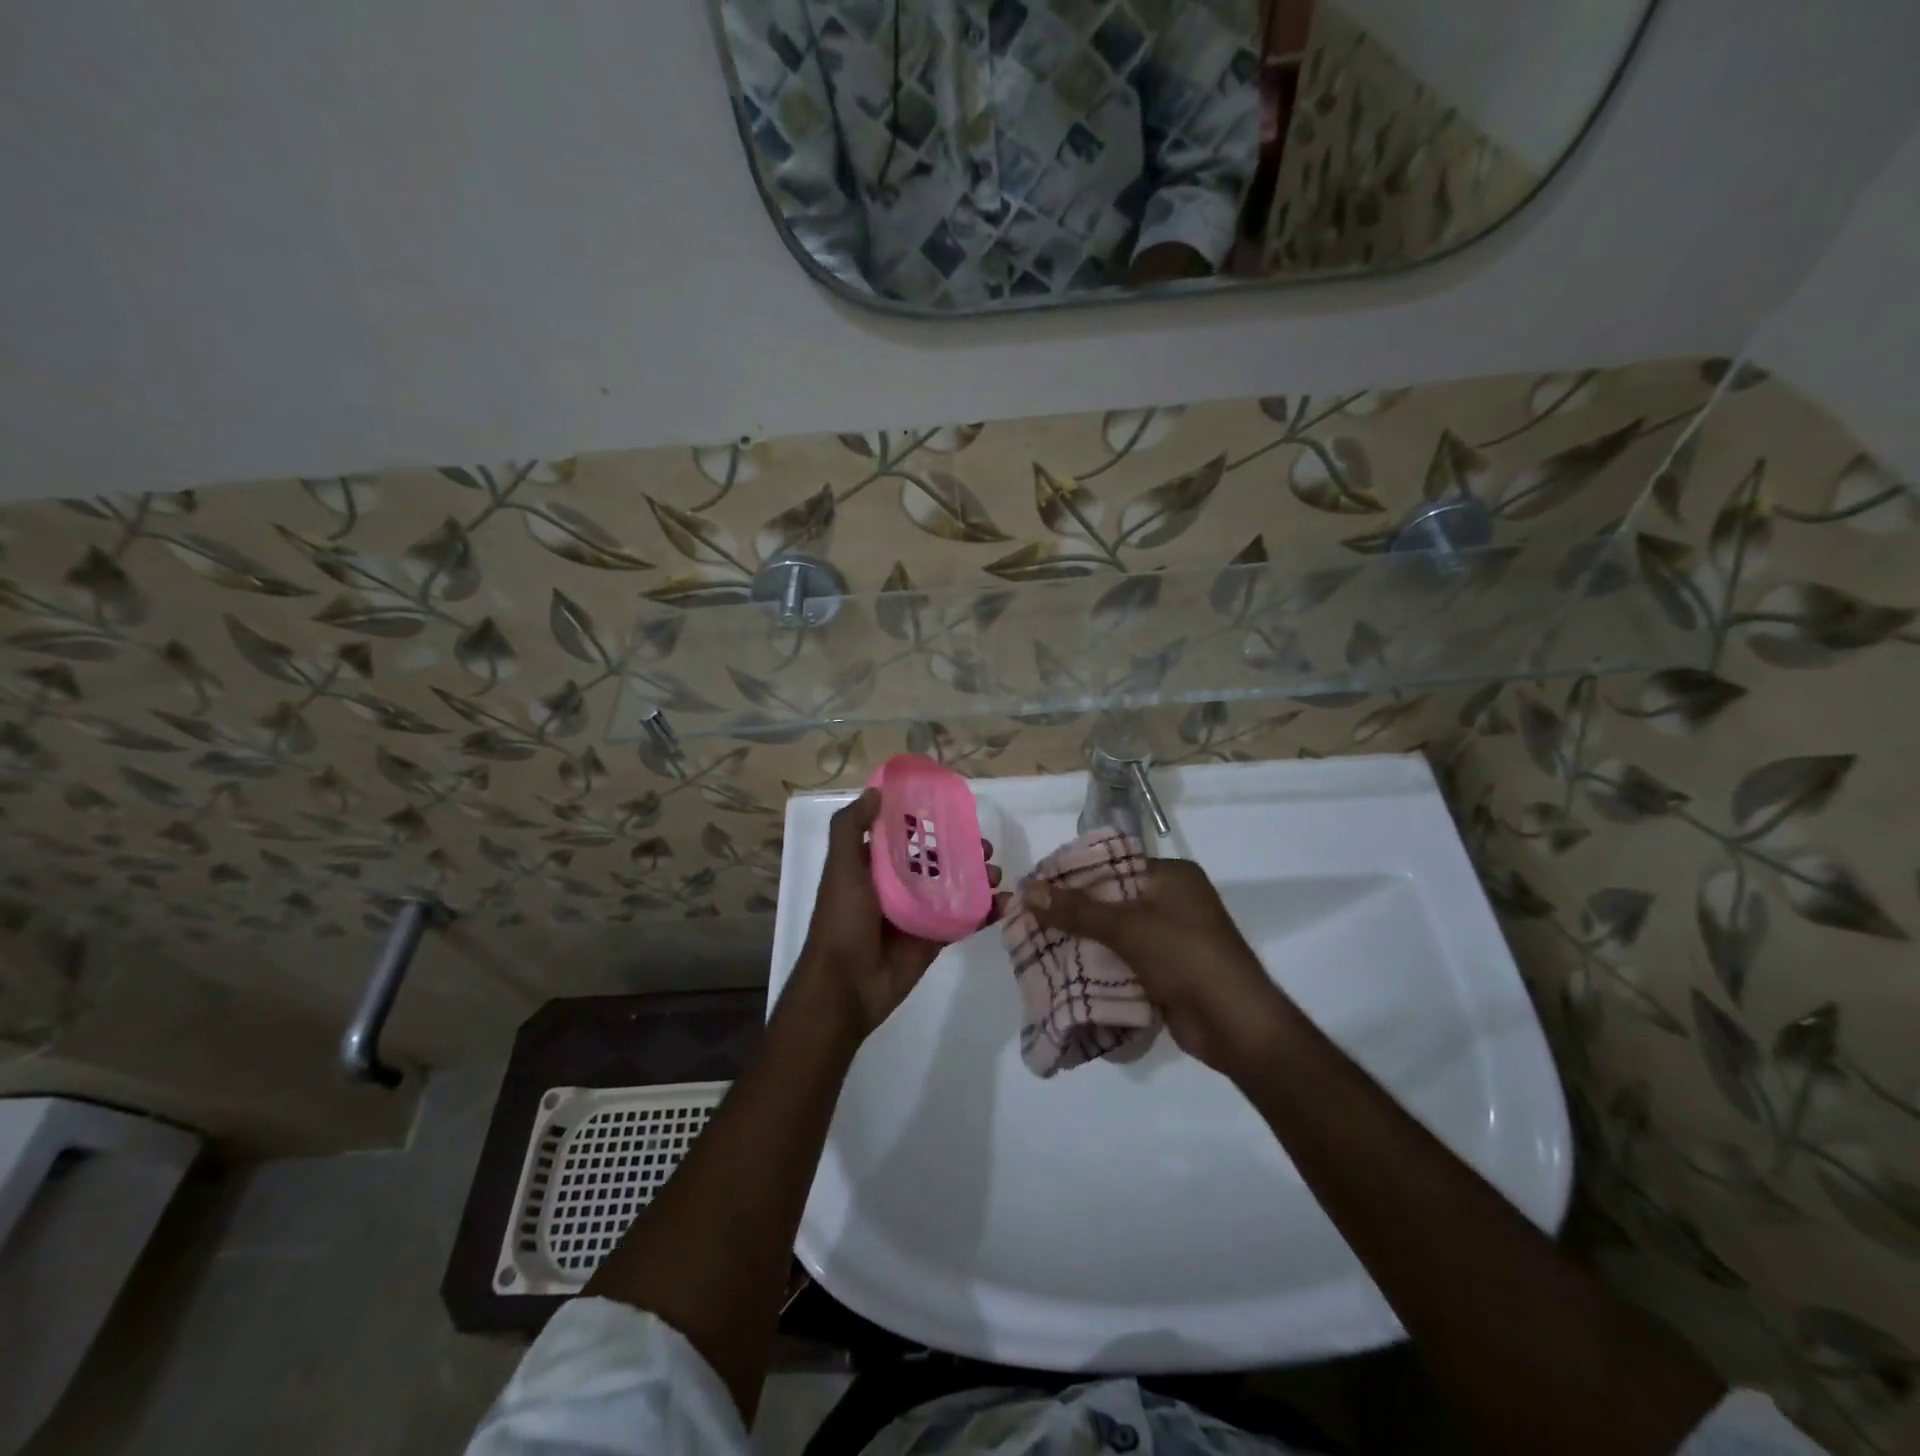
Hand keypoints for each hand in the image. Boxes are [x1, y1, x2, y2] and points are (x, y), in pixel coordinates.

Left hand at [793, 788, 1004, 1041]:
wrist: (846, 985)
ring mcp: (919, 911)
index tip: (955, 809)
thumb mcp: (840, 869)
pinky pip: (965, 919)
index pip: (904, 834)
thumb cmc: (842, 920)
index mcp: (873, 865)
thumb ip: (850, 829)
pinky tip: (1004, 903)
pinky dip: (986, 911)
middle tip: (986, 845)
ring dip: (979, 877)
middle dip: (963, 849)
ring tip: (996, 873)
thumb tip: (876, 792)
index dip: (928, 820)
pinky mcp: (934, 937)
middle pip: (937, 859)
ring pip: (955, 886)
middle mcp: (897, 884)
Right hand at [1024, 858, 1287, 1076]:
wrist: (1236, 1025)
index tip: (1036, 887)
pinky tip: (1065, 971)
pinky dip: (1100, 965)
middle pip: (1111, 899)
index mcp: (1172, 876)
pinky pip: (1125, 960)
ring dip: (1084, 941)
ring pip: (1115, 932)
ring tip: (1038, 944)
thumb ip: (1076, 909)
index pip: (1112, 863)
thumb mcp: (1127, 927)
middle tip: (1031, 919)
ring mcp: (1172, 937)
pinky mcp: (1167, 970)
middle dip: (1073, 911)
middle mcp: (1173, 900)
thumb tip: (1027, 890)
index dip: (1073, 875)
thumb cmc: (1186, 957)